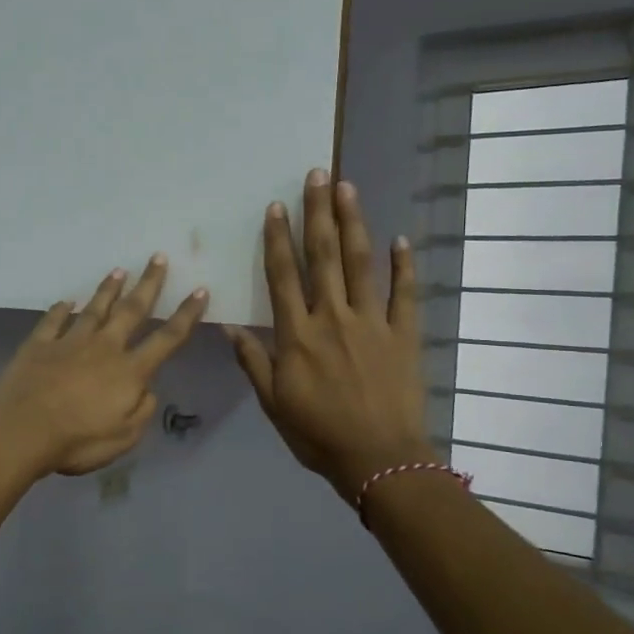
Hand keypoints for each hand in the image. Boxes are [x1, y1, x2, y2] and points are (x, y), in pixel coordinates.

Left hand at [0, 256, 209, 477]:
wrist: (22, 430)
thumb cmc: (77, 440)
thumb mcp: (124, 438)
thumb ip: (141, 411)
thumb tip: (147, 390)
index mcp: (129, 371)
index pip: (166, 339)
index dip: (186, 315)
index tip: (199, 290)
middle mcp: (103, 348)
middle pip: (131, 310)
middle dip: (148, 284)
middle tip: (158, 257)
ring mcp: (69, 342)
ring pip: (94, 309)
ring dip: (108, 289)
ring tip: (118, 270)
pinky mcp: (39, 345)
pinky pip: (52, 321)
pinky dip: (60, 310)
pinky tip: (65, 301)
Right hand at [227, 171, 435, 500]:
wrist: (378, 459)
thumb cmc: (318, 433)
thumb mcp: (273, 403)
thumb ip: (253, 361)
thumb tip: (228, 328)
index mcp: (297, 335)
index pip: (284, 277)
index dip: (278, 239)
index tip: (276, 207)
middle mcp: (332, 318)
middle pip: (324, 256)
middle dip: (318, 213)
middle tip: (317, 174)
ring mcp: (372, 323)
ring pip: (361, 264)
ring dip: (354, 223)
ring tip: (348, 188)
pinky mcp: (404, 335)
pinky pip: (404, 294)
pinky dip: (404, 266)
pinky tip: (401, 240)